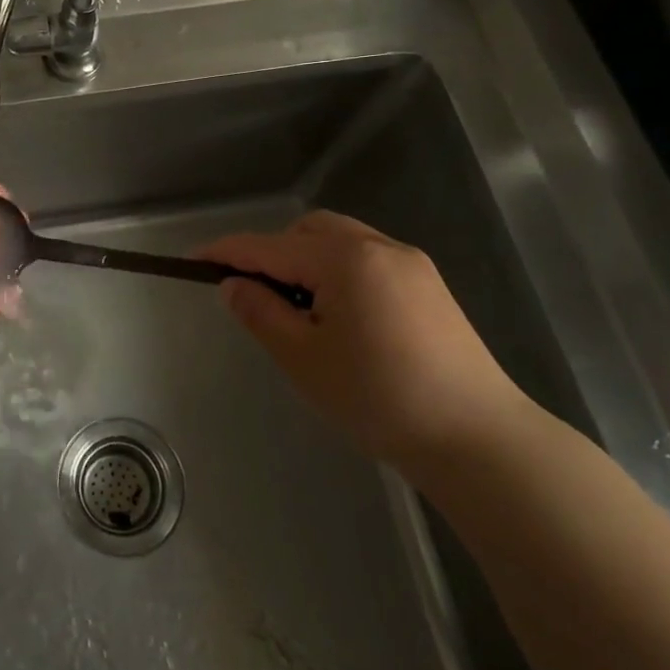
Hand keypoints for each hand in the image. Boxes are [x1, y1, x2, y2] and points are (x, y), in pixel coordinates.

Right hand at [201, 211, 530, 473]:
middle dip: (272, 252)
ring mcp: (411, 264)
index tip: (191, 261)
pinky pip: (367, 259)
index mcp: (344, 259)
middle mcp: (379, 247)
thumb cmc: (380, 398)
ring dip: (307, 260)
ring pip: (340, 241)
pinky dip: (338, 272)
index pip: (268, 247)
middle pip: (307, 231)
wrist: (479, 439)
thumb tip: (233, 285)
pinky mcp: (430, 286)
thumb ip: (261, 313)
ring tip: (298, 309)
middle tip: (256, 294)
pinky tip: (340, 316)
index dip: (225, 253)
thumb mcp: (303, 358)